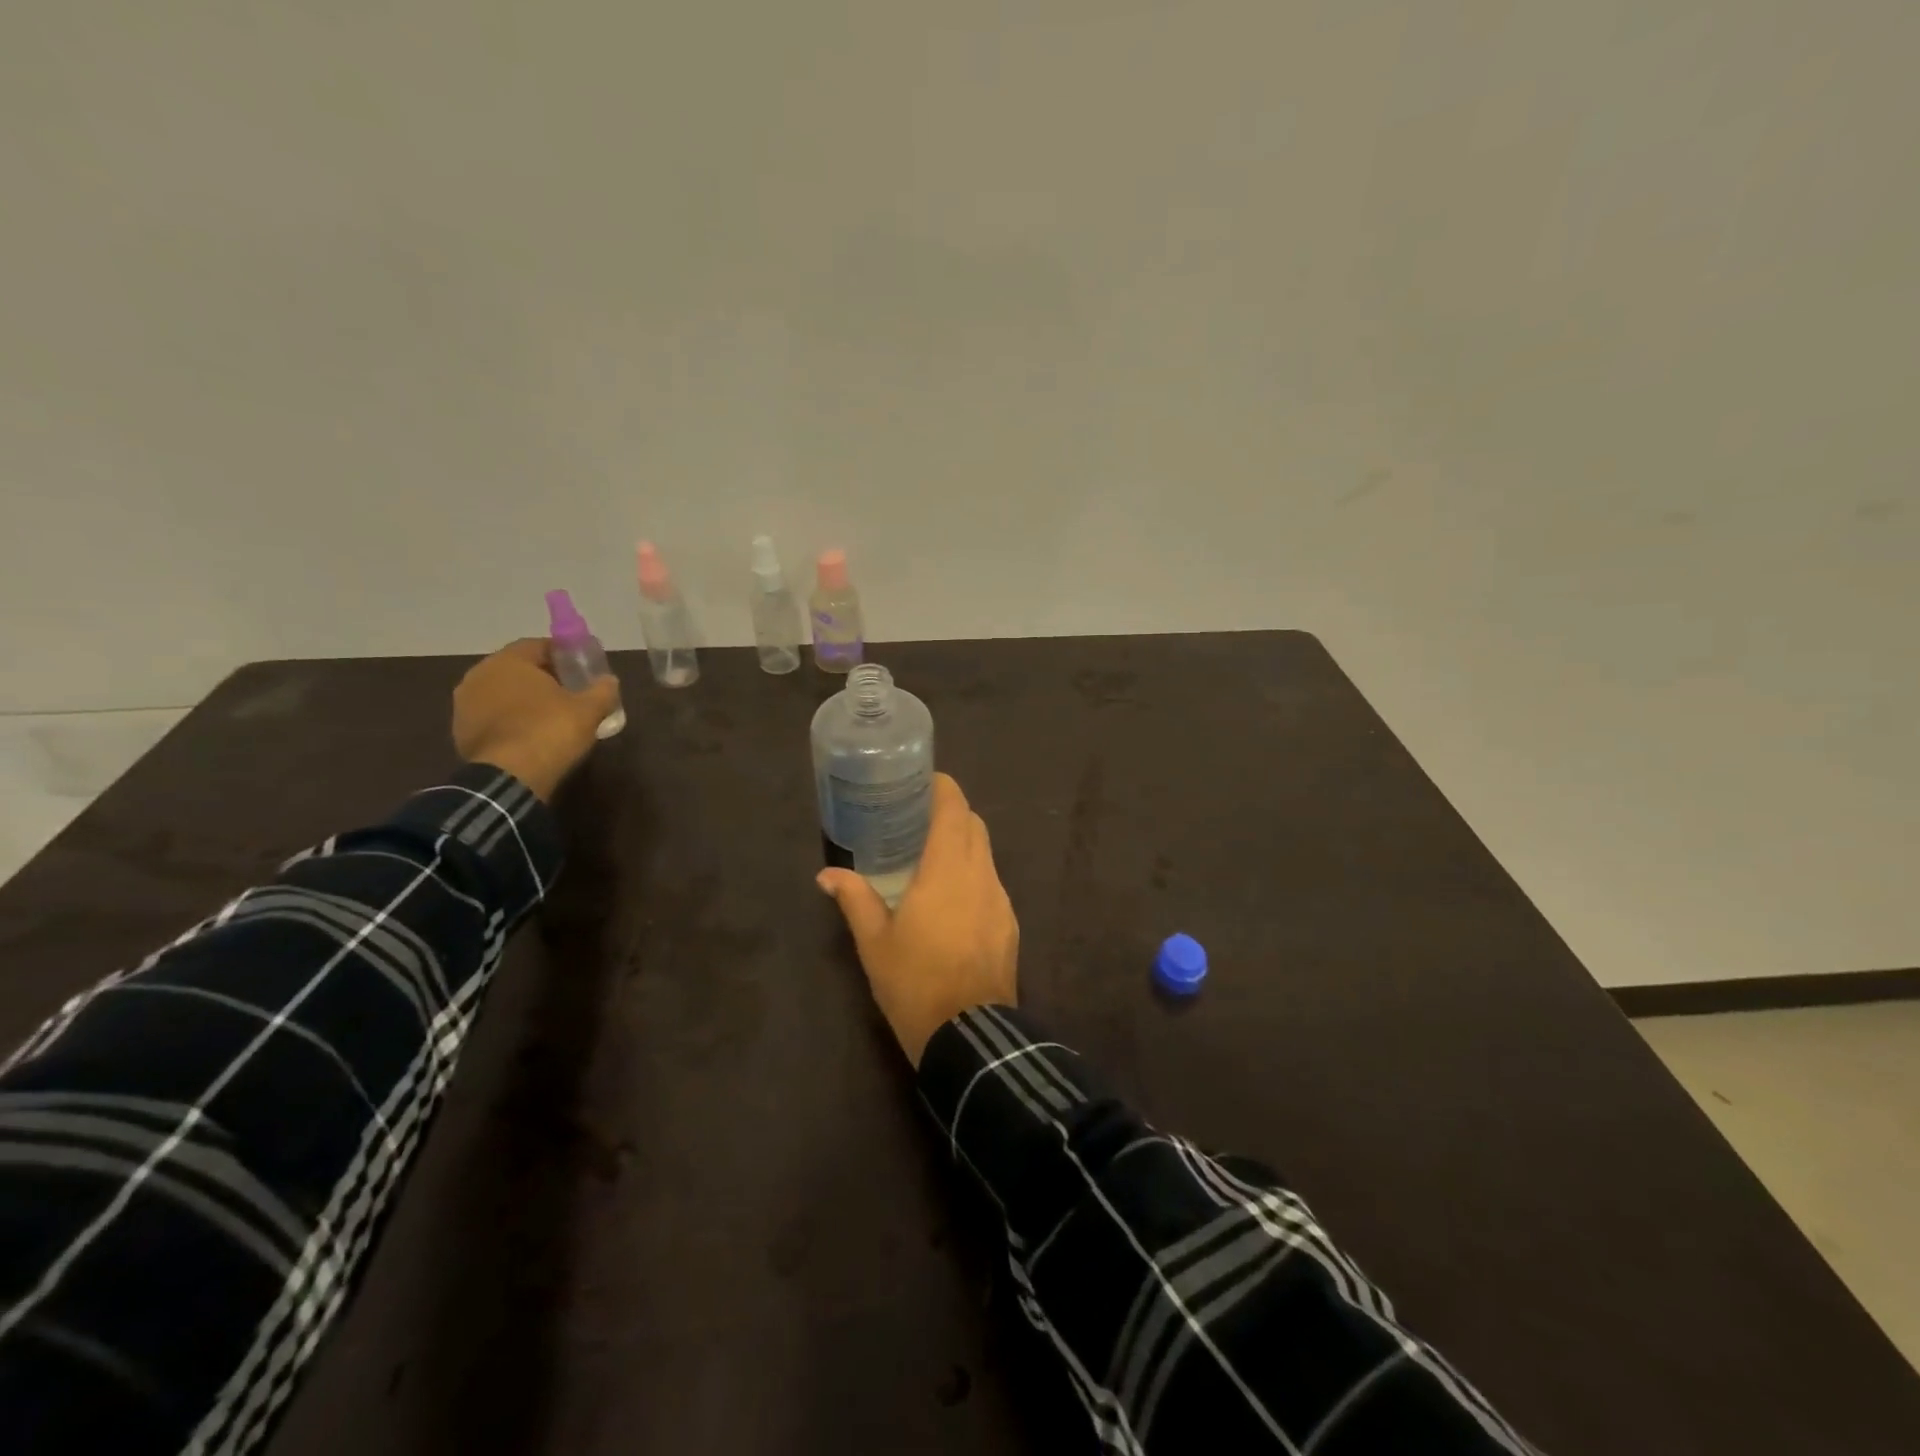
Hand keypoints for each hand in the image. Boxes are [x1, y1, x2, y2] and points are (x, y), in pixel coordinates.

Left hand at [452, 639, 619, 800]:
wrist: (511, 777)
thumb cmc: (551, 731)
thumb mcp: (589, 709)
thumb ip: (602, 690)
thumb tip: (609, 681)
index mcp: (508, 661)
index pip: (538, 646)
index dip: (563, 654)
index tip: (582, 668)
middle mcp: (479, 676)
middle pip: (517, 669)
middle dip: (543, 677)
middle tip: (570, 691)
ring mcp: (465, 705)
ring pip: (502, 693)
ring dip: (524, 700)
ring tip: (551, 715)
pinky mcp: (461, 732)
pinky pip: (493, 717)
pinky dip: (511, 720)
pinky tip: (532, 734)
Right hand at [818, 773, 1018, 1065]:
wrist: (969, 1036)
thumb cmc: (914, 982)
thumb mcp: (874, 942)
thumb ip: (854, 899)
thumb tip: (826, 875)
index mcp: (947, 869)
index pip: (954, 809)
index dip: (943, 788)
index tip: (924, 781)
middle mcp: (980, 874)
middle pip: (974, 825)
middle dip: (952, 812)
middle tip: (919, 817)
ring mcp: (1000, 899)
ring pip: (986, 853)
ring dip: (964, 843)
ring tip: (933, 856)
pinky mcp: (1010, 924)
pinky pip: (992, 883)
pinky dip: (974, 874)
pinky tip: (953, 898)